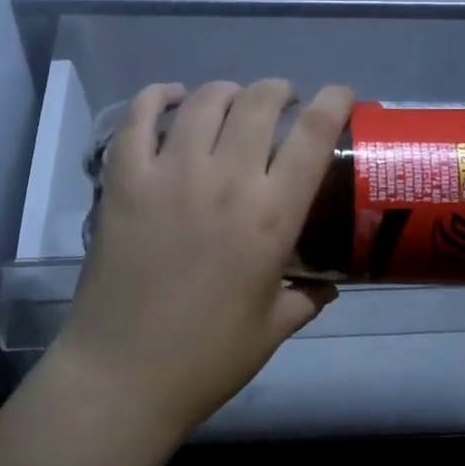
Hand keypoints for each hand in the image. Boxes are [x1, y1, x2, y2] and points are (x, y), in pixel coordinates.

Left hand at [54, 79, 355, 435]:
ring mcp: (169, 174)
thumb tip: (328, 286)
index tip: (340, 95)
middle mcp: (225, 180)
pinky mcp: (124, 180)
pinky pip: (139, 117)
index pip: (313, 135)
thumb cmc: (206, 358)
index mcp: (271, 216)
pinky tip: (171, 98)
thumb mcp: (271, 329)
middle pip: (260, 102)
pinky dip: (158, 96)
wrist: (123, 374)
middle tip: (283, 103)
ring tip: (233, 102)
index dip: (333, 102)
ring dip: (228, 92)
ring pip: (205, 101)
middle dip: (280, 91)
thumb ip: (306, 298)